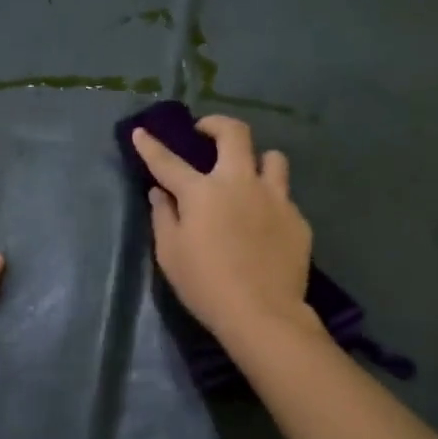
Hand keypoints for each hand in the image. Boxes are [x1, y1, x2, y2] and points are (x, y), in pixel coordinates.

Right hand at [131, 116, 313, 344]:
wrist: (262, 313)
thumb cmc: (206, 286)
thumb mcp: (170, 254)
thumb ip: (163, 217)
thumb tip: (160, 193)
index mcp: (202, 192)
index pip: (169, 162)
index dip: (151, 145)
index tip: (141, 132)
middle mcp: (240, 183)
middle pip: (235, 133)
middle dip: (217, 124)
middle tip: (206, 133)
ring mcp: (275, 198)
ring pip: (273, 158)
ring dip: (257, 160)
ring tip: (248, 175)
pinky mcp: (297, 219)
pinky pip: (284, 197)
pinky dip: (271, 202)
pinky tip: (265, 224)